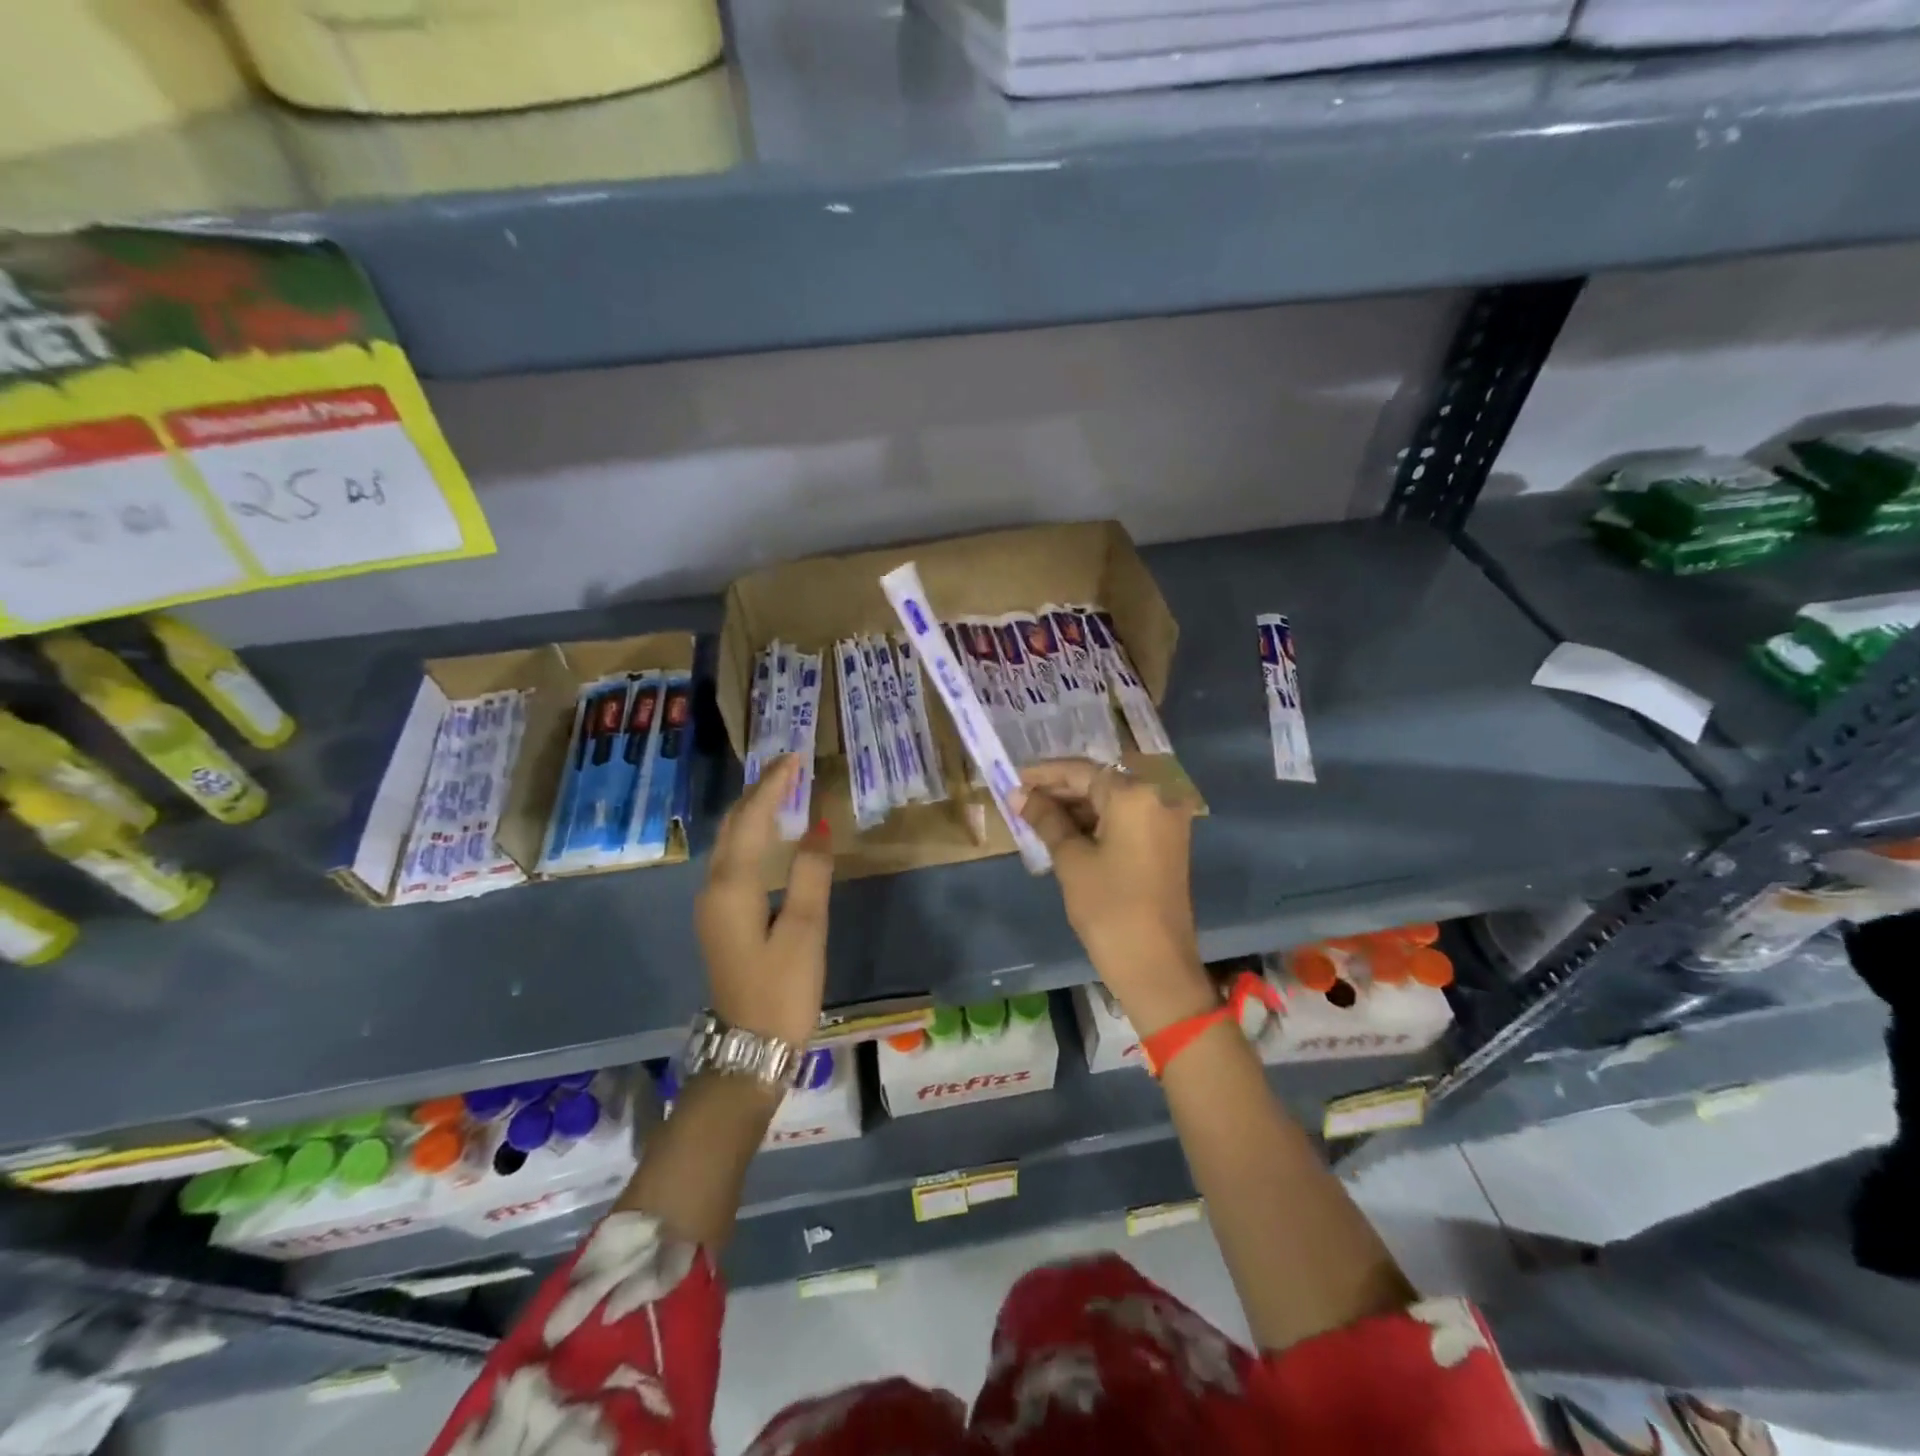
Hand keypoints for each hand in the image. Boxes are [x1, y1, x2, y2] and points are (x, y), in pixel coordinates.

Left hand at [695, 755, 833, 1049]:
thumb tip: (818, 824)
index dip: (773, 785)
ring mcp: (712, 905)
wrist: (750, 1049)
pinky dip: (751, 835)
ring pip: (729, 842)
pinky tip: (769, 835)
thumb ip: (811, 873)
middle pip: (732, 825)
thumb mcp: (806, 930)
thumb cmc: (783, 989)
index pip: (752, 819)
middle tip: (789, 767)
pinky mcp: (720, 919)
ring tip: (782, 790)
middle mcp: (713, 888)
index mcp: (732, 887)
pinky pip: (733, 860)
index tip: (796, 757)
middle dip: (758, 792)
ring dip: (753, 811)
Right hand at [1014, 759, 1214, 1035]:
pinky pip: (1127, 819)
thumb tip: (1019, 795)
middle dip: (1061, 790)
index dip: (1045, 774)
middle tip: (1022, 800)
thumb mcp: (1071, 860)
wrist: (1156, 966)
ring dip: (1078, 807)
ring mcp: (1167, 821)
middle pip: (1100, 782)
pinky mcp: (1167, 843)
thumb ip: (1046, 819)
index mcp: (1135, 795)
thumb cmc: (1108, 908)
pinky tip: (1066, 832)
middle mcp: (1158, 797)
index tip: (1014, 778)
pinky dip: (1098, 822)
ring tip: (1037, 816)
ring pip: (1114, 801)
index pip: (1082, 771)